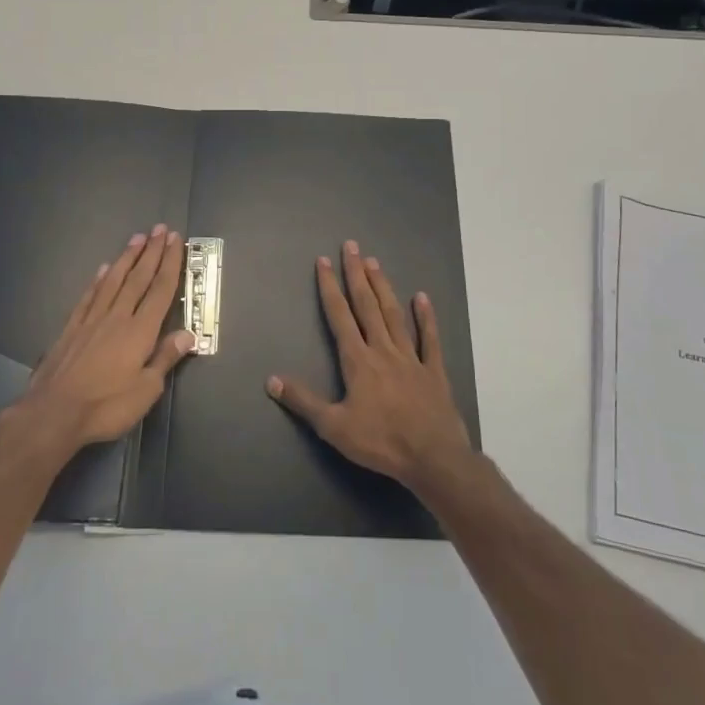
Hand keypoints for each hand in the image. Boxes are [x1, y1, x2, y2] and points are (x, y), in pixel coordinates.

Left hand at [21, 225, 195, 448]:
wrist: (54, 412)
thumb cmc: (106, 405)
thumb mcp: (146, 390)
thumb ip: (165, 359)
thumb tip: (188, 335)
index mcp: (140, 331)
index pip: (160, 290)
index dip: (170, 263)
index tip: (175, 240)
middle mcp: (117, 317)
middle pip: (138, 278)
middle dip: (152, 252)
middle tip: (160, 229)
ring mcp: (92, 320)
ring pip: (113, 280)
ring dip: (127, 258)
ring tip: (137, 238)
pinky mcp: (71, 328)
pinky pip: (89, 296)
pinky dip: (98, 280)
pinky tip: (102, 269)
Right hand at [267, 240, 472, 488]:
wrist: (433, 457)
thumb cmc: (381, 442)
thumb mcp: (334, 427)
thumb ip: (303, 401)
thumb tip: (271, 380)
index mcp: (358, 361)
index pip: (339, 316)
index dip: (330, 288)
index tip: (324, 261)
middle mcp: (383, 350)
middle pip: (367, 305)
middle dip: (356, 275)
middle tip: (351, 246)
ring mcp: (411, 357)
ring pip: (394, 314)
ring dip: (383, 287)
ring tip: (375, 262)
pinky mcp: (433, 371)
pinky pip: (430, 339)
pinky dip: (426, 317)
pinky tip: (422, 297)